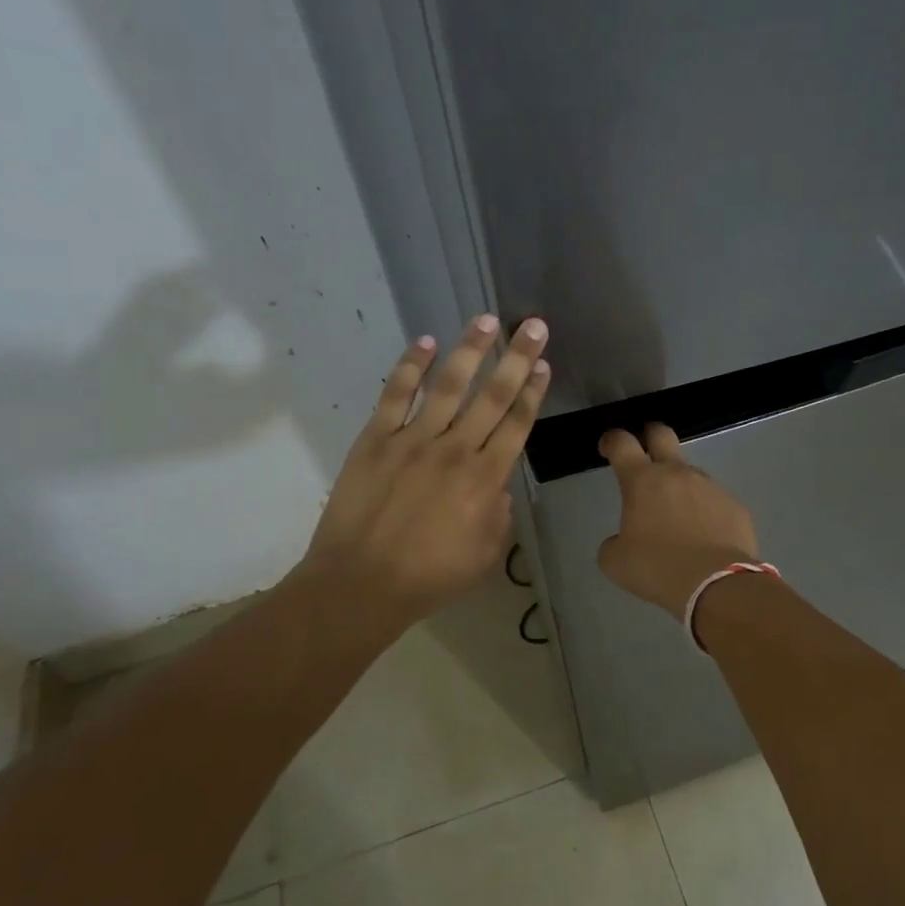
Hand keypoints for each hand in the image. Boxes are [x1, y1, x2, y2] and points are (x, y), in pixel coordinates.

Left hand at [305, 314, 549, 626]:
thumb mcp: (486, 554)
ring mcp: (413, 440)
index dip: (532, 391)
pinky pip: (395, 395)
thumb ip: (499, 513)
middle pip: (493, 396)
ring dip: (470, 350)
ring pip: (448, 385)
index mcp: (486, 479)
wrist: (361, 584)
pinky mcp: (376, 440)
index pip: (517, 424)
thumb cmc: (429, 577)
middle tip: (532, 326)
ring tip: (486, 321)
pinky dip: (410, 367)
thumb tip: (496, 485)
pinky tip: (425, 343)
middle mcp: (455, 450)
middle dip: (516, 358)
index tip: (543, 364)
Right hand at [597, 423, 759, 619]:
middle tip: (645, 452)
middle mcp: (677, 474)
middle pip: (663, 434)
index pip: (622, 443)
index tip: (607, 447)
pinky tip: (704, 538)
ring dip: (680, 487)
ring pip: (691, 474)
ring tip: (677, 519)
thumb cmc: (657, 568)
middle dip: (650, 436)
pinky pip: (714, 501)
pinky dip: (705, 512)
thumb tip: (622, 540)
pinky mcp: (735, 506)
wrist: (717, 585)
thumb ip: (614, 543)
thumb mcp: (616, 562)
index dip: (612, 440)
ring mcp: (710, 487)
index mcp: (642, 481)